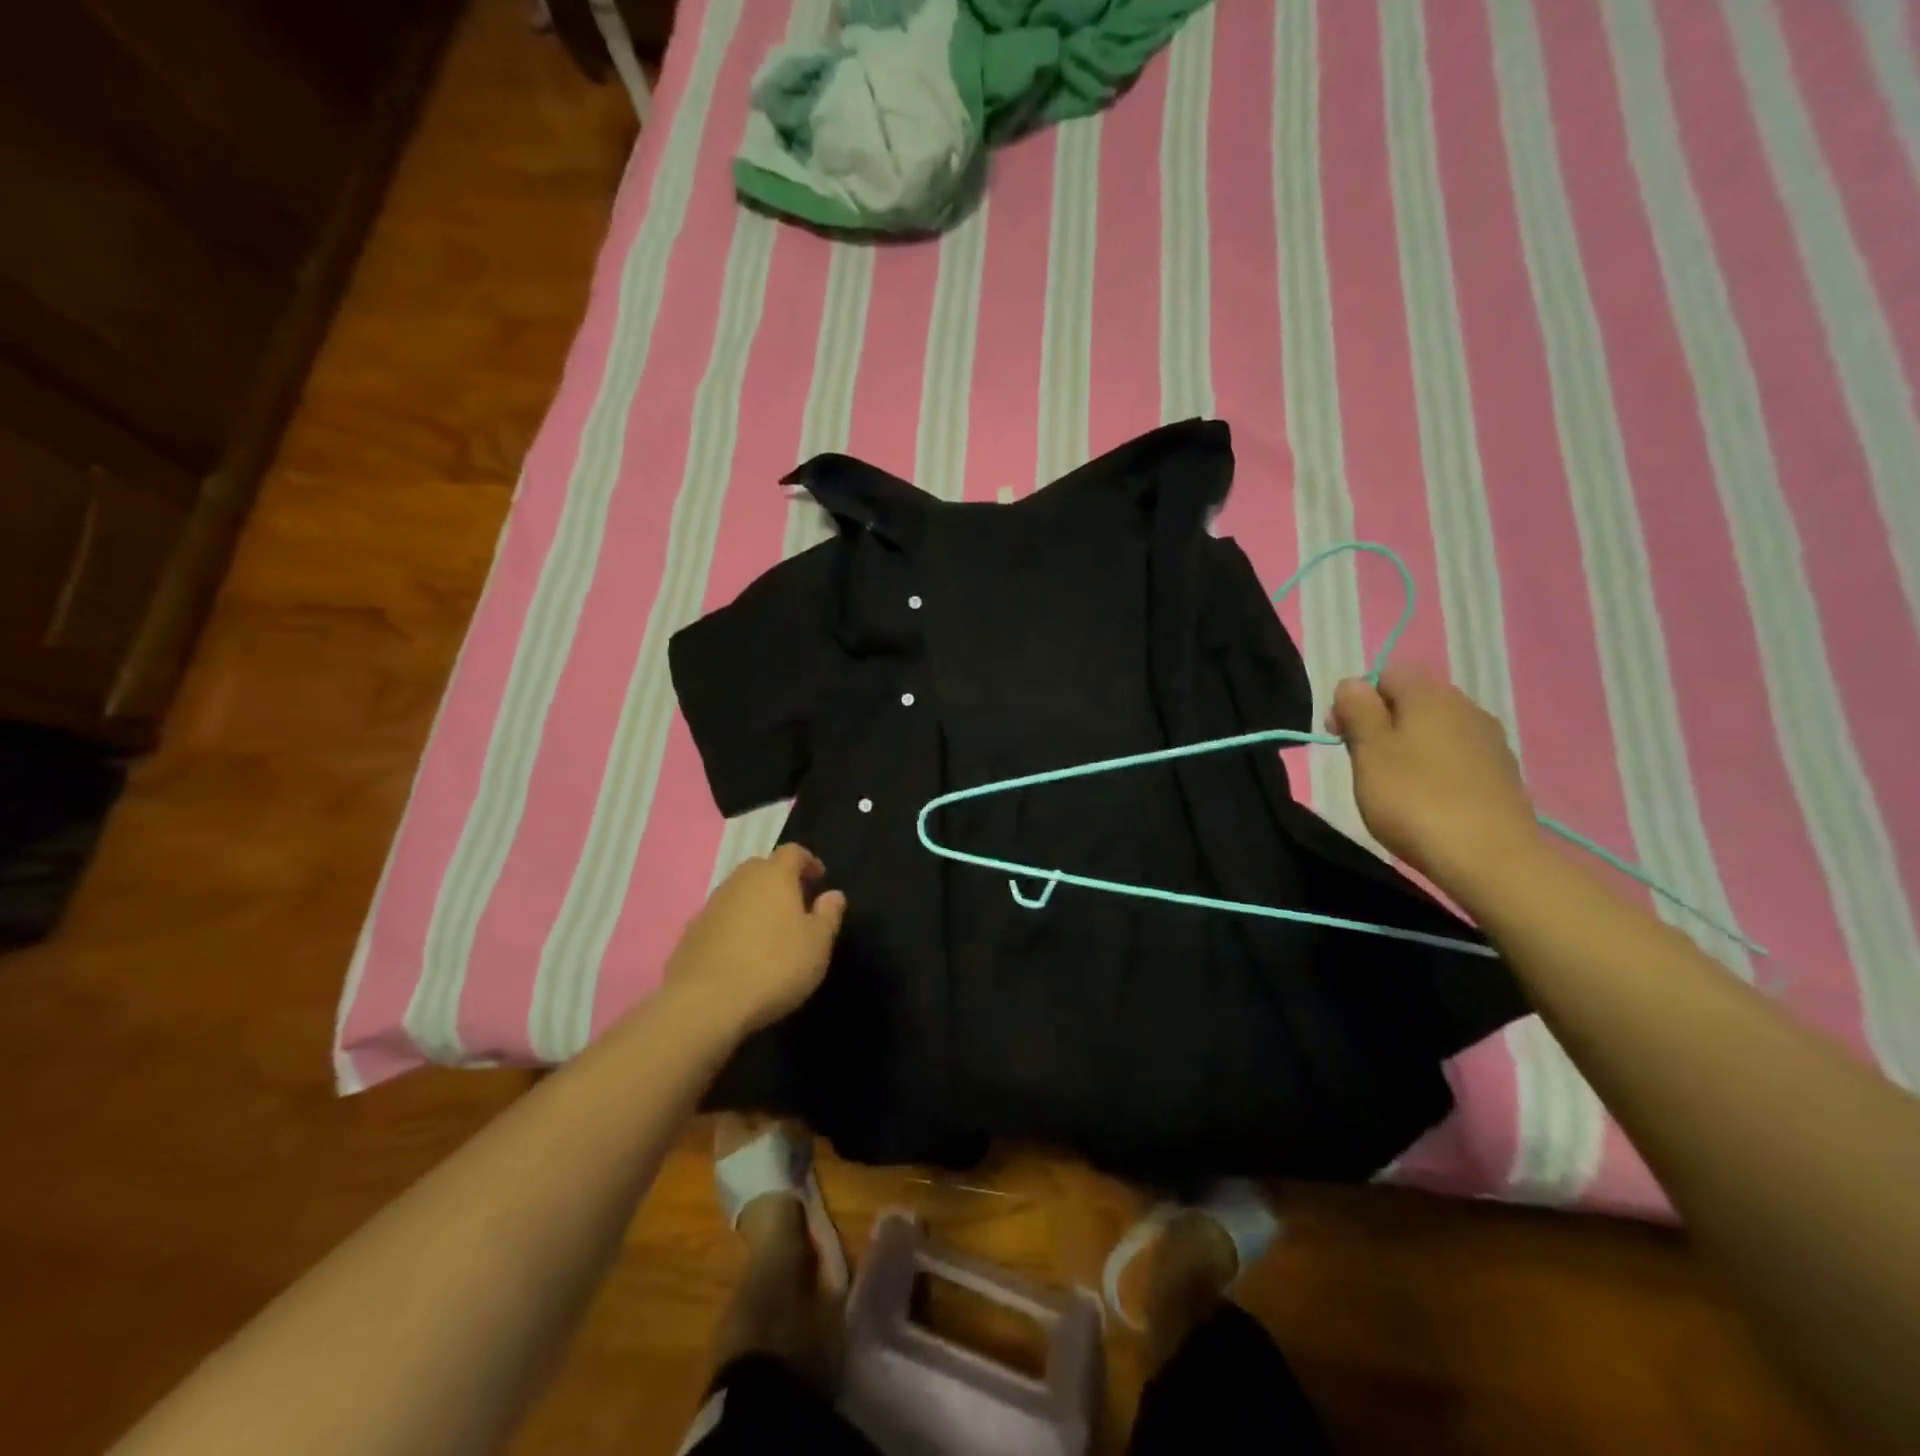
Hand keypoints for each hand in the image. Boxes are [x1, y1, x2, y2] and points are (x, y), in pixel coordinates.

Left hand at [663, 844, 847, 1034]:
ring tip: (768, 930)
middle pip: (761, 868)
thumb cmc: (774, 967)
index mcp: (774, 875)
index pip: (792, 852)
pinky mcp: (690, 933)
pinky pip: (719, 919)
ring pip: (738, 893)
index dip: (808, 861)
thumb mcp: (817, 944)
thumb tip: (833, 894)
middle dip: (779, 880)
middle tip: (794, 903)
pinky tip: (740, 953)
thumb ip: (828, 914)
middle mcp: (740, 881)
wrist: (706, 1003)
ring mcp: (710, 906)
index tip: (819, 879)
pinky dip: (733, 926)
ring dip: (754, 903)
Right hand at [1330, 665, 1540, 887]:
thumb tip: (1353, 683)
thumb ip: (1358, 710)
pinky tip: (1426, 799)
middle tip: (1361, 764)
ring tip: (1391, 785)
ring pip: (1435, 730)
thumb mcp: (1369, 752)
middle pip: (1412, 701)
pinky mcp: (1502, 774)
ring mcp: (1489, 741)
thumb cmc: (1414, 799)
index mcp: (1430, 695)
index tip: (1340, 736)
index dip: (1356, 700)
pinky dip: (1435, 768)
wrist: (1490, 858)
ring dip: (1408, 747)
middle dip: (1381, 724)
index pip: (1386, 675)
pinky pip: (1456, 756)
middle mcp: (1465, 707)